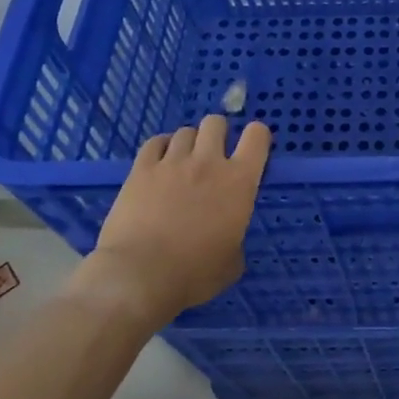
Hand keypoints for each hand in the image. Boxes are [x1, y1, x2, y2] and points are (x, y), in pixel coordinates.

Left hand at [66, 116, 271, 328]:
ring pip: (185, 131)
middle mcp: (208, 162)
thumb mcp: (232, 262)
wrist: (140, 275)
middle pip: (216, 123)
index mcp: (240, 182)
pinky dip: (161, 148)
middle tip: (214, 156)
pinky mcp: (141, 169)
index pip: (257, 136)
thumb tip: (227, 235)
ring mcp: (172, 162)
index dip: (257, 136)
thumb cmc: (195, 274)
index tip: (252, 150)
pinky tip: (160, 163)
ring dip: (189, 143)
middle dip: (218, 134)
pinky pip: (155, 143)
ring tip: (184, 162)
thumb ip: (235, 236)